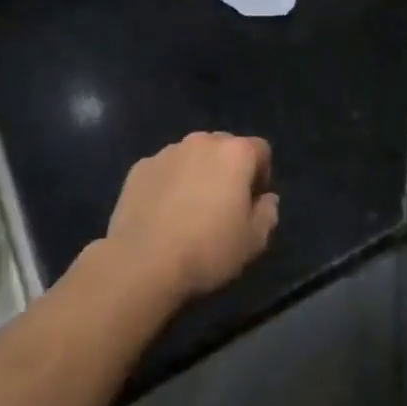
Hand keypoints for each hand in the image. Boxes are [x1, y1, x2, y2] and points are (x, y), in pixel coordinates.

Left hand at [106, 132, 278, 300]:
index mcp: (235, 153)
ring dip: (197, 173)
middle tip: (223, 204)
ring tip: (189, 209)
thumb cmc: (207, 250)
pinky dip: (169, 183)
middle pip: (224, 147)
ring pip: (192, 156)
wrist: (142, 263)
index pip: (260, 150)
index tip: (252, 203)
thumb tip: (267, 200)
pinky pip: (164, 169)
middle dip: (228, 169)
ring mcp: (167, 152)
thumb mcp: (253, 242)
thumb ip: (267, 214)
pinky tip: (162, 213)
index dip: (261, 175)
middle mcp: (201, 142)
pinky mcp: (139, 167)